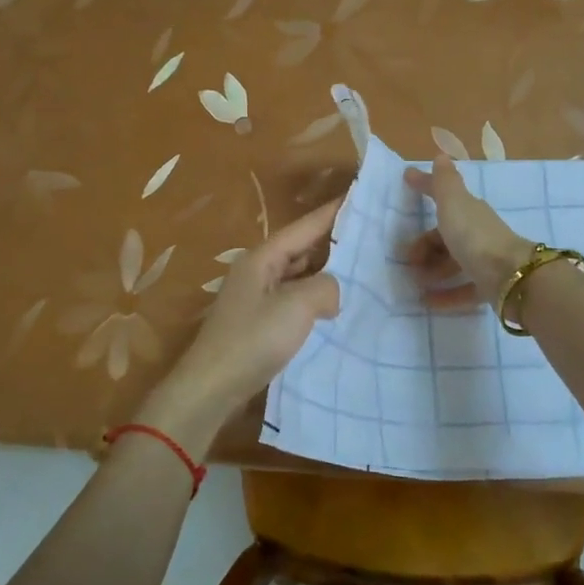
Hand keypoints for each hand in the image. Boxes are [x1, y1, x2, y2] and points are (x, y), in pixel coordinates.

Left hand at [137, 199, 342, 453]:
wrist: (212, 388)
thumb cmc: (253, 340)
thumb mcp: (297, 306)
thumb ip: (325, 287)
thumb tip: (333, 292)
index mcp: (262, 258)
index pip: (305, 226)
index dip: (333, 212)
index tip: (360, 196)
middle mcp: (258, 271)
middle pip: (301, 248)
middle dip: (333, 242)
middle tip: (371, 236)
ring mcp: (257, 298)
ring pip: (299, 275)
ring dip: (326, 273)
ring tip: (362, 270)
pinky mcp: (260, 323)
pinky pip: (294, 300)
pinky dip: (315, 298)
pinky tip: (336, 308)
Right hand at [402, 154, 534, 309]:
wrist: (510, 276)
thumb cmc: (475, 237)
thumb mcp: (453, 205)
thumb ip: (444, 182)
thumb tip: (440, 154)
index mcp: (469, 211)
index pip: (443, 195)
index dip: (425, 186)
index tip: (406, 179)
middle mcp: (477, 233)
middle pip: (446, 236)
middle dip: (424, 245)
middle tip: (407, 259)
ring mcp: (485, 260)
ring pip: (453, 262)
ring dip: (432, 270)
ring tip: (416, 281)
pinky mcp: (489, 286)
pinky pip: (462, 289)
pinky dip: (445, 294)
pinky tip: (428, 301)